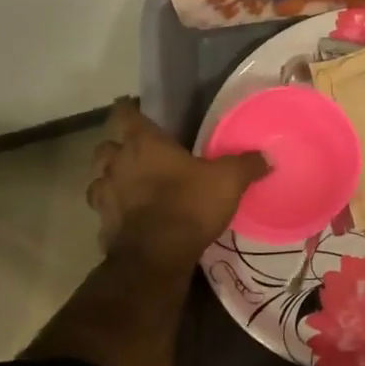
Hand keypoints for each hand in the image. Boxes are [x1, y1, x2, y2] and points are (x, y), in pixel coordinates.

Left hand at [87, 99, 268, 267]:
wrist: (156, 257)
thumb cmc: (189, 205)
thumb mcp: (228, 181)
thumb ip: (246, 165)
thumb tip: (266, 157)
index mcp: (143, 143)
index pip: (123, 113)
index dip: (127, 108)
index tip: (134, 108)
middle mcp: (117, 164)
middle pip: (105, 146)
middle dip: (116, 146)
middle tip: (135, 150)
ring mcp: (105, 196)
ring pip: (98, 178)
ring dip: (109, 178)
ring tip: (128, 183)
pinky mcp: (103, 225)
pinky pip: (104, 210)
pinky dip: (113, 210)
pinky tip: (128, 217)